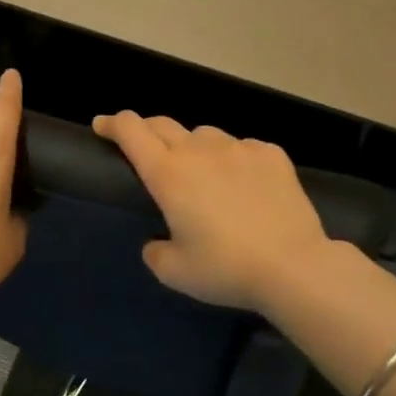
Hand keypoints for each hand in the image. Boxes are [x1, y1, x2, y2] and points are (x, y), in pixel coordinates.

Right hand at [92, 112, 329, 310]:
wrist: (293, 266)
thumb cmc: (225, 269)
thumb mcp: (174, 272)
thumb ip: (155, 251)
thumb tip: (156, 242)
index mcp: (168, 174)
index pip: (131, 131)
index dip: (113, 124)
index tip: (103, 126)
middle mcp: (199, 151)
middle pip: (163, 124)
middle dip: (145, 130)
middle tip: (142, 145)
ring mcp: (238, 148)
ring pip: (204, 135)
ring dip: (192, 146)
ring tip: (200, 170)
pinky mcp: (271, 154)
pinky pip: (242, 147)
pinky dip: (233, 158)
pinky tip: (242, 181)